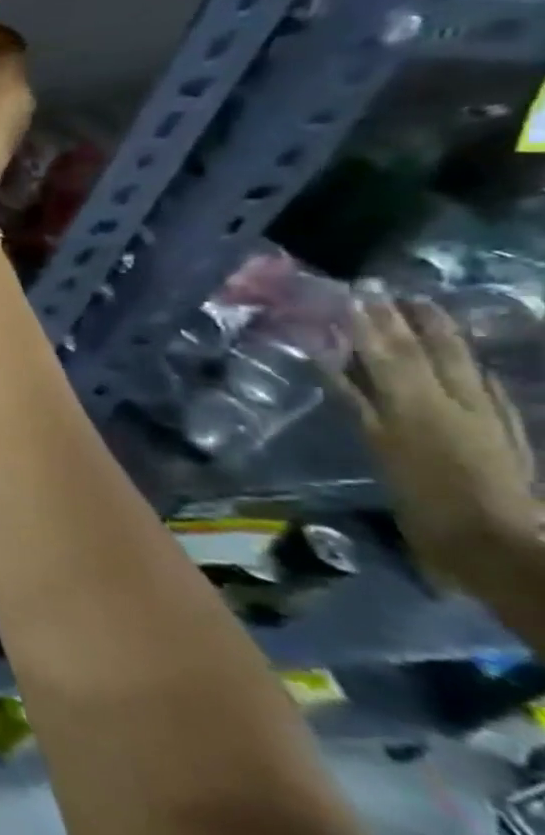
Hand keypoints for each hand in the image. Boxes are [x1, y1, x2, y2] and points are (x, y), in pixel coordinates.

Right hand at [340, 296, 543, 590]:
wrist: (498, 544)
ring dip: (438, 335)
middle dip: (399, 320)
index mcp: (413, 406)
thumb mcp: (382, 453)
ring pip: (457, 364)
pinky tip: (470, 363)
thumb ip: (358, 405)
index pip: (386, 354)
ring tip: (423, 308)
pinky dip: (472, 371)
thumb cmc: (425, 504)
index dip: (368, 325)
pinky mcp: (504, 433)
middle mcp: (448, 402)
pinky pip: (487, 390)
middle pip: (421, 353)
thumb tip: (331, 363)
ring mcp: (482, 416)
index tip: (353, 296)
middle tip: (381, 290)